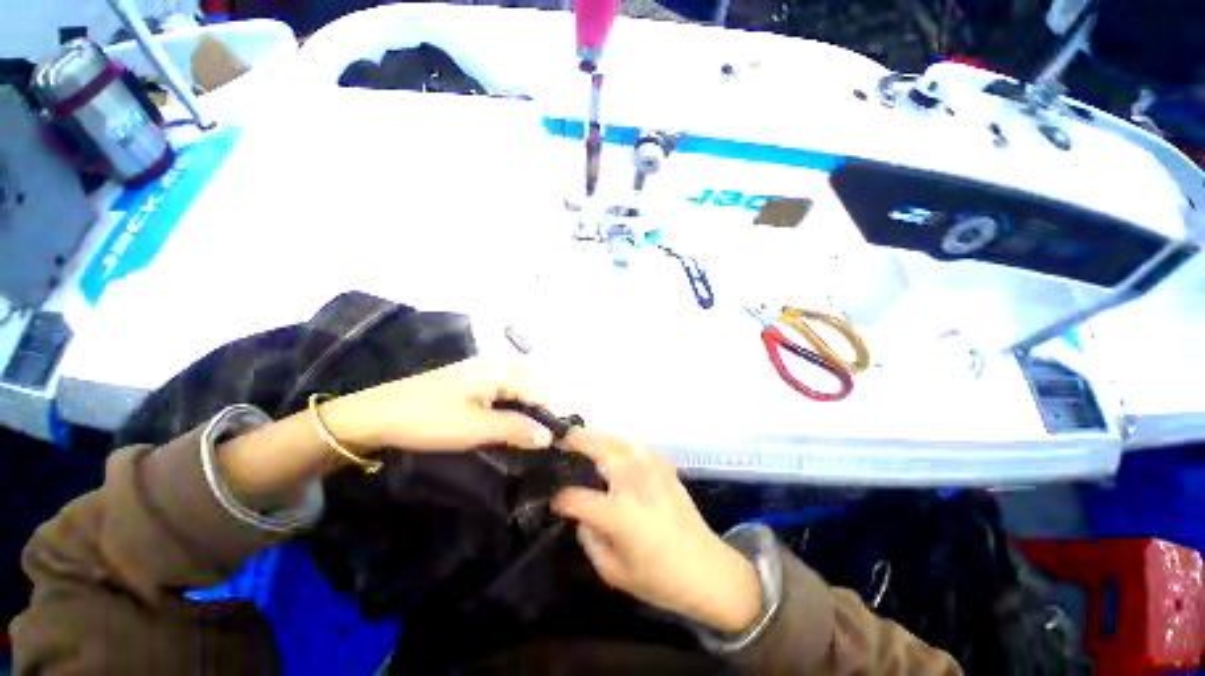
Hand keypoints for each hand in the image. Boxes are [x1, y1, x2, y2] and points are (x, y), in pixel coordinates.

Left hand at [339, 357, 555, 453]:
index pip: (542, 389)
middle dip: (550, 404)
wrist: (377, 413)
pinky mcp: (473, 378)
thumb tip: (550, 436)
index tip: (566, 434)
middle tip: (557, 431)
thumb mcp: (476, 428)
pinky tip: (519, 416)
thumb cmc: (429, 419)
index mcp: (501, 370)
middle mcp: (498, 363)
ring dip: (535, 403)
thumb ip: (517, 429)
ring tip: (543, 426)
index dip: (557, 411)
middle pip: (536, 382)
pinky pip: (507, 386)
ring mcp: (484, 369)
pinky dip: (519, 401)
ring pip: (522, 383)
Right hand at [552, 429, 762, 633]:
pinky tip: (615, 449)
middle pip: (602, 451)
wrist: (707, 569)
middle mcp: (635, 485)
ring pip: (620, 441)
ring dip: (599, 436)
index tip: (554, 501)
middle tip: (562, 440)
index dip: (561, 498)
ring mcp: (654, 471)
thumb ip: (590, 539)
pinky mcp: (666, 467)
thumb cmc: (659, 579)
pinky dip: (622, 442)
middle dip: (578, 441)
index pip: (578, 497)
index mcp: (620, 515)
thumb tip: (581, 514)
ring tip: (584, 438)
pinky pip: (639, 446)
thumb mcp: (614, 573)